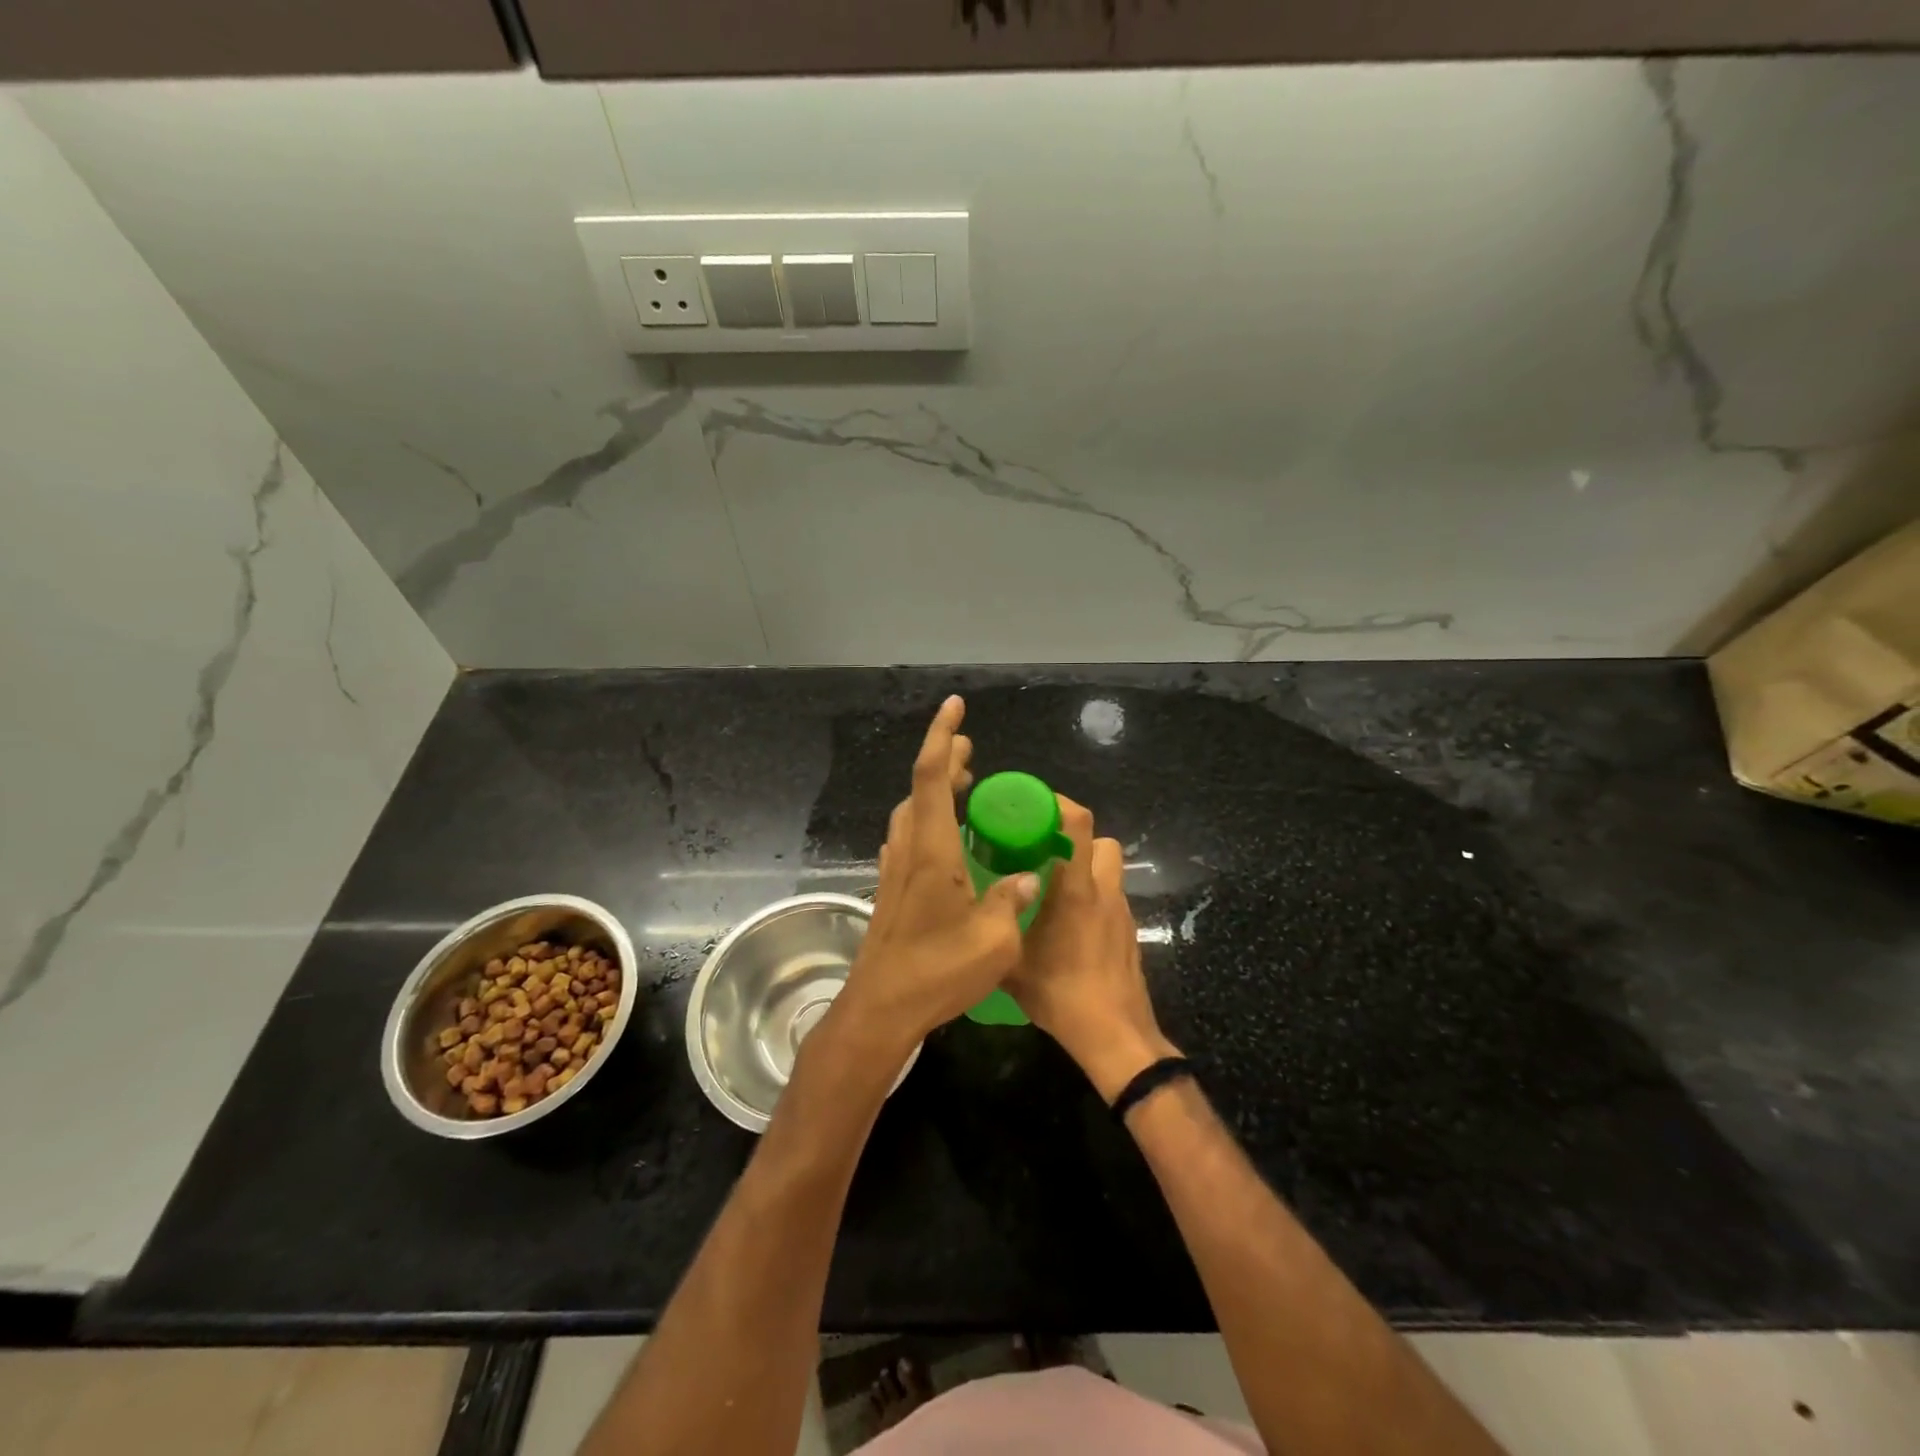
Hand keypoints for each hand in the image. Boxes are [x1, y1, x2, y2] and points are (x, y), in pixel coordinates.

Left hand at [837, 697, 1039, 1052]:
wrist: (880, 1009)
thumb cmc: (938, 971)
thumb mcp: (995, 939)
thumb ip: (1011, 900)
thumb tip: (1025, 877)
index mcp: (932, 850)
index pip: (932, 776)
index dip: (943, 736)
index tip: (956, 707)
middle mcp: (908, 850)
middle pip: (920, 789)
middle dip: (945, 761)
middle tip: (971, 752)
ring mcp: (894, 871)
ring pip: (911, 813)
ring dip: (934, 791)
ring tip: (964, 789)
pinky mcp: (890, 892)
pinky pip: (908, 839)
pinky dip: (927, 821)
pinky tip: (944, 840)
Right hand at [1004, 796, 1178, 1100]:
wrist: (1114, 1033)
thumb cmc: (1062, 993)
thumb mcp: (1012, 964)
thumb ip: (995, 932)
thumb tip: (972, 915)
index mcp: (1077, 889)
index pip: (1080, 824)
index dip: (1060, 804)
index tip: (1033, 804)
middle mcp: (1105, 892)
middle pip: (1102, 842)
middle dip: (1076, 839)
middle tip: (1042, 852)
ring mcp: (1121, 913)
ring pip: (1109, 870)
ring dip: (1085, 868)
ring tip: (1052, 889)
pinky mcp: (1128, 933)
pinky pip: (1111, 898)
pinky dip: (1092, 898)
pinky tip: (1068, 925)